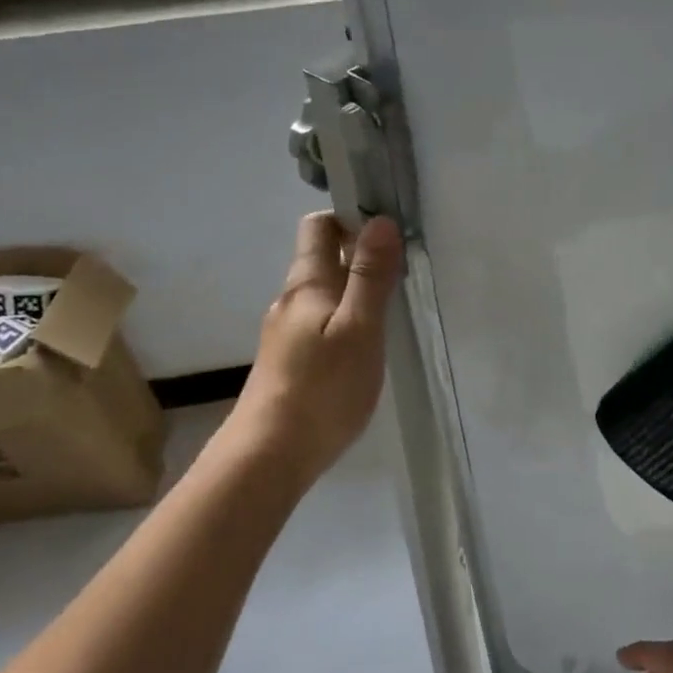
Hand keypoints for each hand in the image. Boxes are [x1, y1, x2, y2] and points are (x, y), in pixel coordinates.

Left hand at [234, 212, 402, 481]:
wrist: (271, 453)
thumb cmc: (322, 389)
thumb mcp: (358, 329)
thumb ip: (370, 277)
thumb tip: (380, 220)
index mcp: (306, 284)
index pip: (320, 226)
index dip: (351, 219)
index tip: (390, 235)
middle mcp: (290, 301)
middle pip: (322, 261)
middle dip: (360, 258)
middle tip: (401, 277)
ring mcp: (286, 334)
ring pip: (323, 296)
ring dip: (355, 294)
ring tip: (390, 314)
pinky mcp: (289, 363)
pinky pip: (320, 325)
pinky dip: (345, 323)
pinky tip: (364, 350)